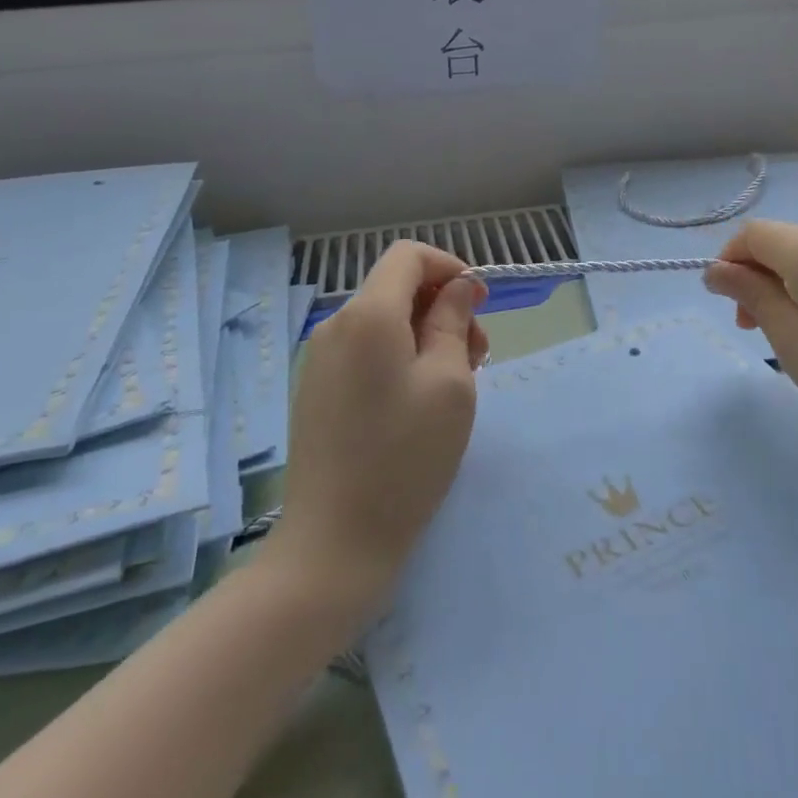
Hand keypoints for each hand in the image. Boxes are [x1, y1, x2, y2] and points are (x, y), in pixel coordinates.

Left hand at [268, 242, 487, 613]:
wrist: (334, 542)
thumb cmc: (405, 458)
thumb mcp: (449, 384)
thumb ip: (453, 321)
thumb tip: (458, 287)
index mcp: (367, 315)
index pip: (409, 256)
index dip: (451, 268)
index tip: (480, 305)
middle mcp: (335, 325)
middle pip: (397, 288)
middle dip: (443, 307)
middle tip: (478, 356)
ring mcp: (320, 359)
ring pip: (384, 321)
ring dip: (426, 335)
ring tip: (456, 384)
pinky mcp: (316, 389)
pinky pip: (366, 350)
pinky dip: (400, 357)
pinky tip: (420, 401)